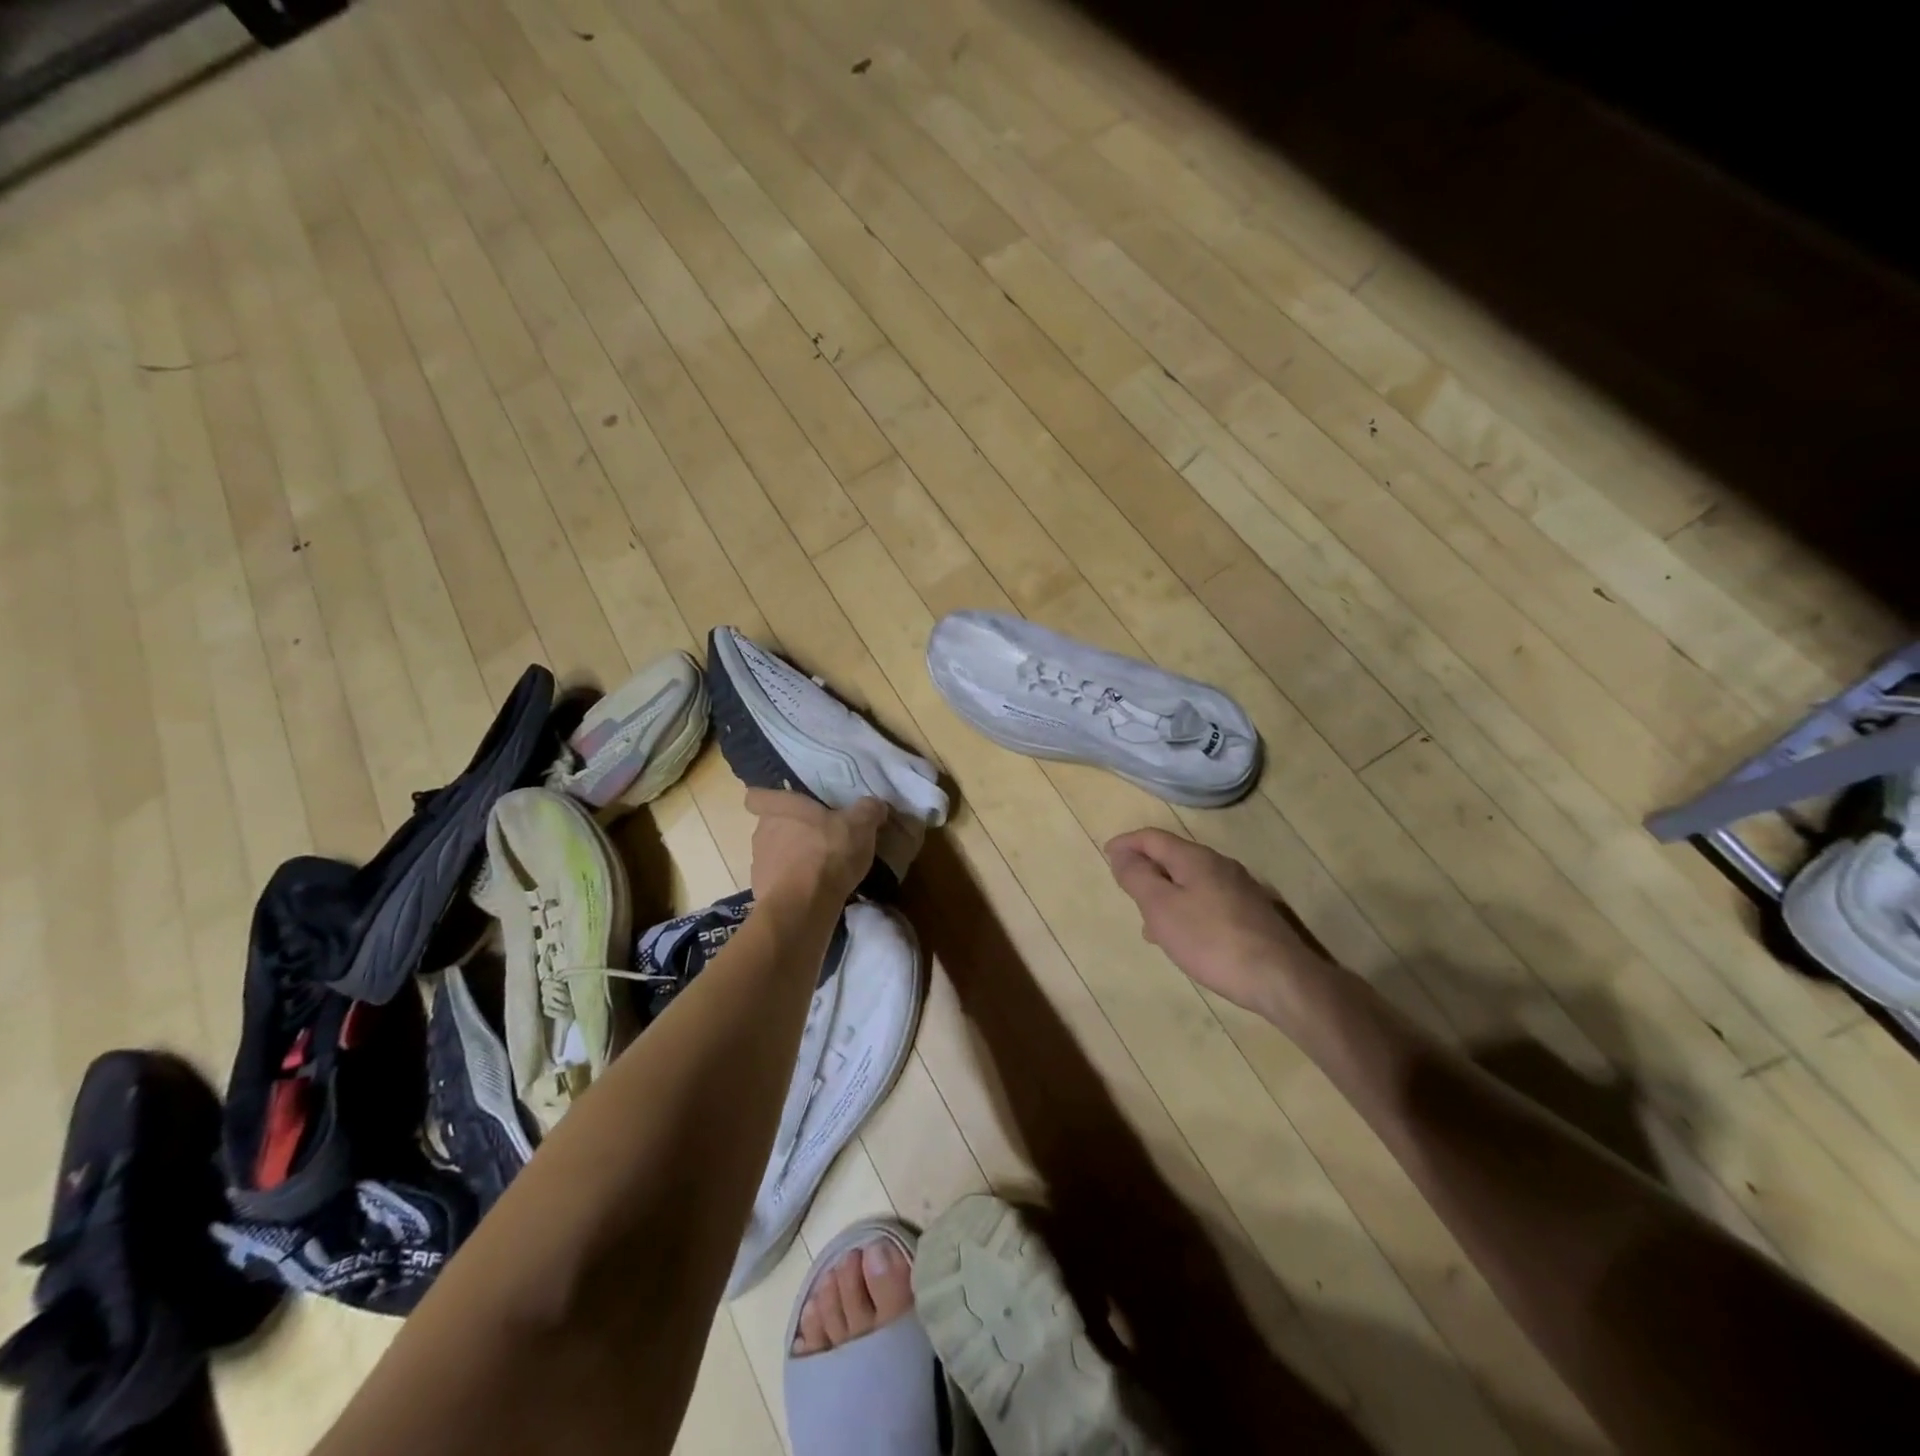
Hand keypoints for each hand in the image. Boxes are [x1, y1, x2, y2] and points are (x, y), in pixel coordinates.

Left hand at [746, 790, 887, 910]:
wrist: (803, 906)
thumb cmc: (828, 853)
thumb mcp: (861, 825)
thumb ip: (869, 809)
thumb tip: (875, 804)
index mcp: (780, 808)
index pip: (757, 796)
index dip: (768, 798)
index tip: (787, 806)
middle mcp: (762, 831)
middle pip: (772, 825)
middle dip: (792, 831)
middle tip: (819, 838)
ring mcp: (758, 864)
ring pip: (774, 854)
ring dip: (793, 859)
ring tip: (820, 870)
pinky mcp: (762, 892)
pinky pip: (778, 882)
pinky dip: (793, 885)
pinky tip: (814, 892)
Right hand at [1105, 828, 1330, 1024]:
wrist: (1281, 978)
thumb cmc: (1211, 940)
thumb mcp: (1162, 908)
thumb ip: (1138, 878)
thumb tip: (1121, 853)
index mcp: (1195, 858)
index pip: (1153, 838)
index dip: (1127, 843)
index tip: (1106, 855)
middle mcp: (1220, 865)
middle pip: (1173, 857)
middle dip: (1146, 870)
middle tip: (1126, 889)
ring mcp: (1240, 889)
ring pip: (1190, 881)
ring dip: (1165, 894)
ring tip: (1150, 923)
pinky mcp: (1252, 914)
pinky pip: (1207, 900)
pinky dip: (1185, 909)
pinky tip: (1185, 938)